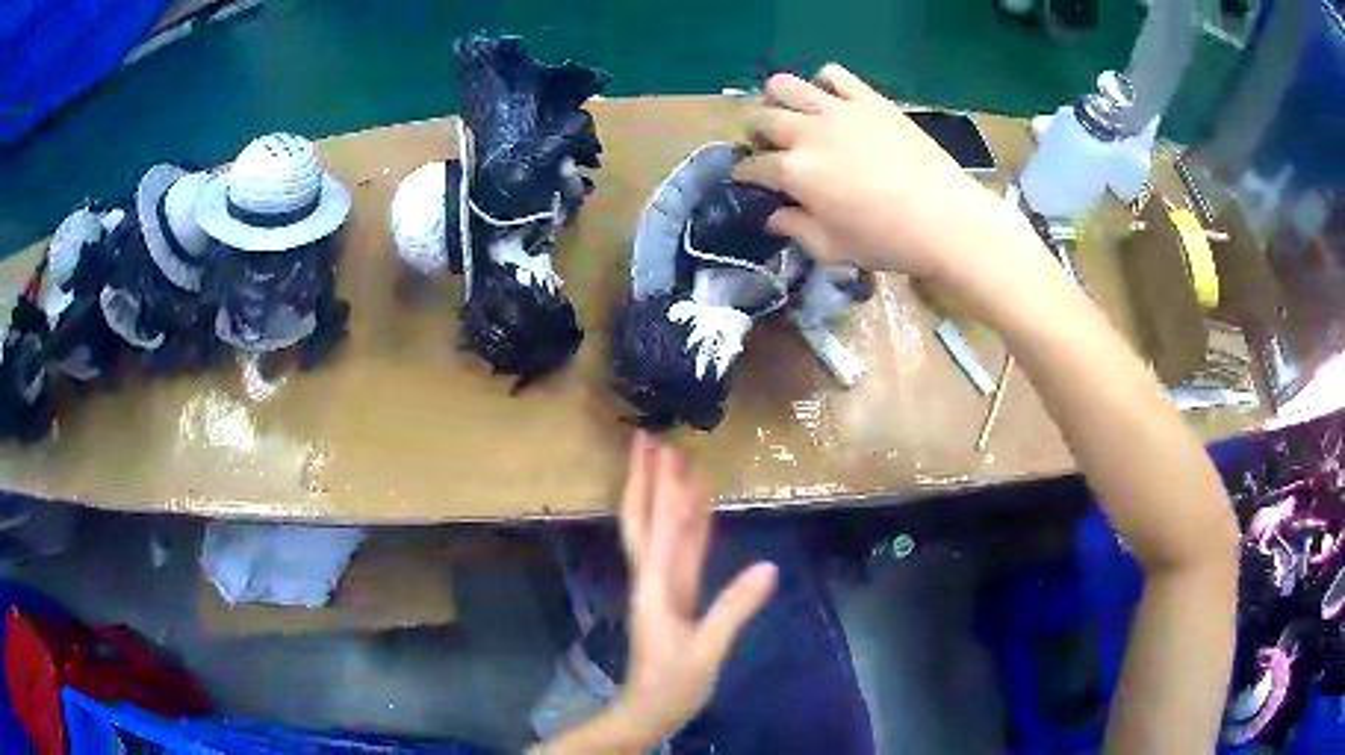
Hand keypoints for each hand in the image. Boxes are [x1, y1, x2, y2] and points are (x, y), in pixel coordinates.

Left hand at [615, 431, 777, 743]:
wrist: (649, 710)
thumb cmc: (673, 684)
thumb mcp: (707, 651)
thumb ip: (734, 610)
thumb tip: (770, 567)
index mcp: (655, 586)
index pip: (660, 528)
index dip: (664, 489)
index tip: (666, 451)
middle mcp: (652, 576)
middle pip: (643, 518)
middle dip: (643, 478)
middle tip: (647, 438)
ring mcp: (662, 584)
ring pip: (661, 530)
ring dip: (666, 494)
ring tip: (676, 459)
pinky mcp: (673, 594)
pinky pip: (680, 551)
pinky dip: (688, 524)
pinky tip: (697, 507)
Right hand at [734, 65, 1027, 283]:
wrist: (946, 219)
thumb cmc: (888, 242)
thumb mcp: (833, 248)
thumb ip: (795, 229)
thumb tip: (773, 216)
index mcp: (794, 173)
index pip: (752, 166)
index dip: (746, 175)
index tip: (752, 182)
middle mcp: (807, 133)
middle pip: (760, 118)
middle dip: (756, 134)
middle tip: (772, 149)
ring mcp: (839, 110)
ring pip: (785, 85)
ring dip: (778, 100)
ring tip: (793, 117)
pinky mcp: (869, 100)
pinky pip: (834, 74)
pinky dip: (824, 83)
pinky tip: (832, 101)